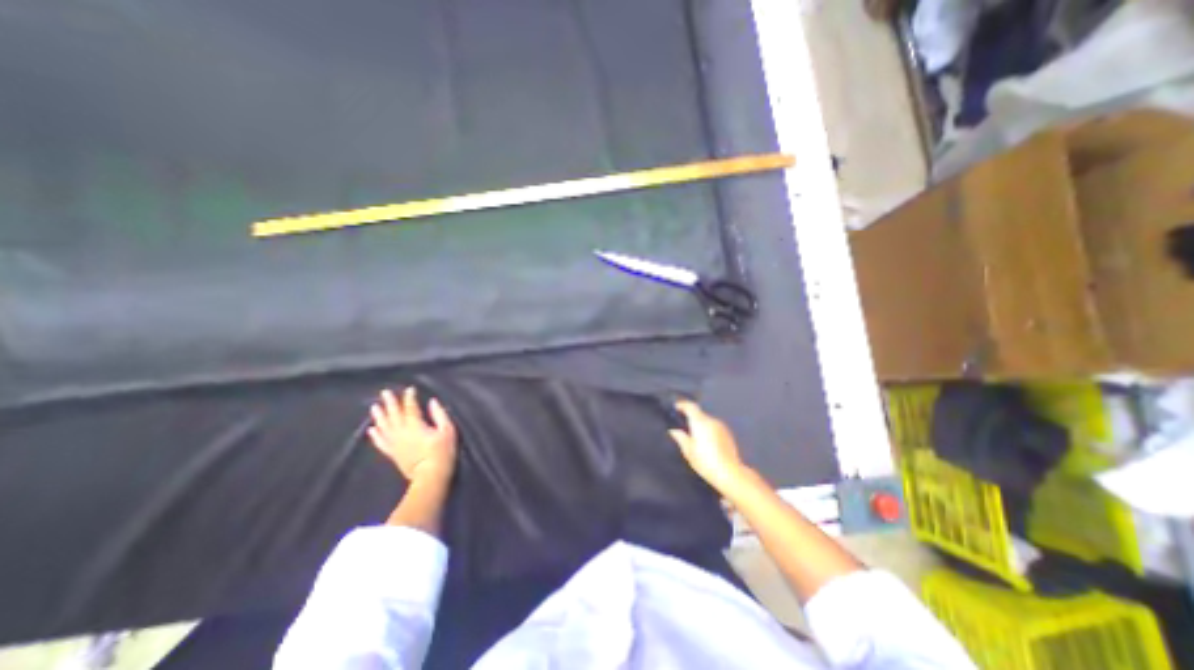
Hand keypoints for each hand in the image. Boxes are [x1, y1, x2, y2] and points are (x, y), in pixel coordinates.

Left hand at [367, 386, 456, 486]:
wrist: (430, 476)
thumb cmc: (443, 452)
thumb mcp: (448, 430)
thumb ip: (439, 414)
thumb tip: (432, 402)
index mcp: (415, 425)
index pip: (411, 407)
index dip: (410, 397)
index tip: (410, 389)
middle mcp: (401, 432)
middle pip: (394, 414)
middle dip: (390, 402)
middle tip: (385, 392)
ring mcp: (395, 443)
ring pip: (384, 426)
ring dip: (379, 416)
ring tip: (374, 406)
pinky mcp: (392, 453)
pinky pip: (381, 442)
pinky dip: (375, 435)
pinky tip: (371, 429)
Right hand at [668, 397, 747, 495]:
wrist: (730, 473)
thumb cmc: (705, 462)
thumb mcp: (689, 451)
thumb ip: (680, 438)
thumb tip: (674, 430)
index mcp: (700, 422)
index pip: (690, 406)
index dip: (682, 405)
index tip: (675, 407)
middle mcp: (711, 421)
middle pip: (699, 414)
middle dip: (690, 417)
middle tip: (683, 426)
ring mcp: (721, 427)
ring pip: (707, 421)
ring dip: (700, 425)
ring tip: (694, 437)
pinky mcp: (728, 434)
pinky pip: (714, 427)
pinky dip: (708, 430)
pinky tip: (706, 443)